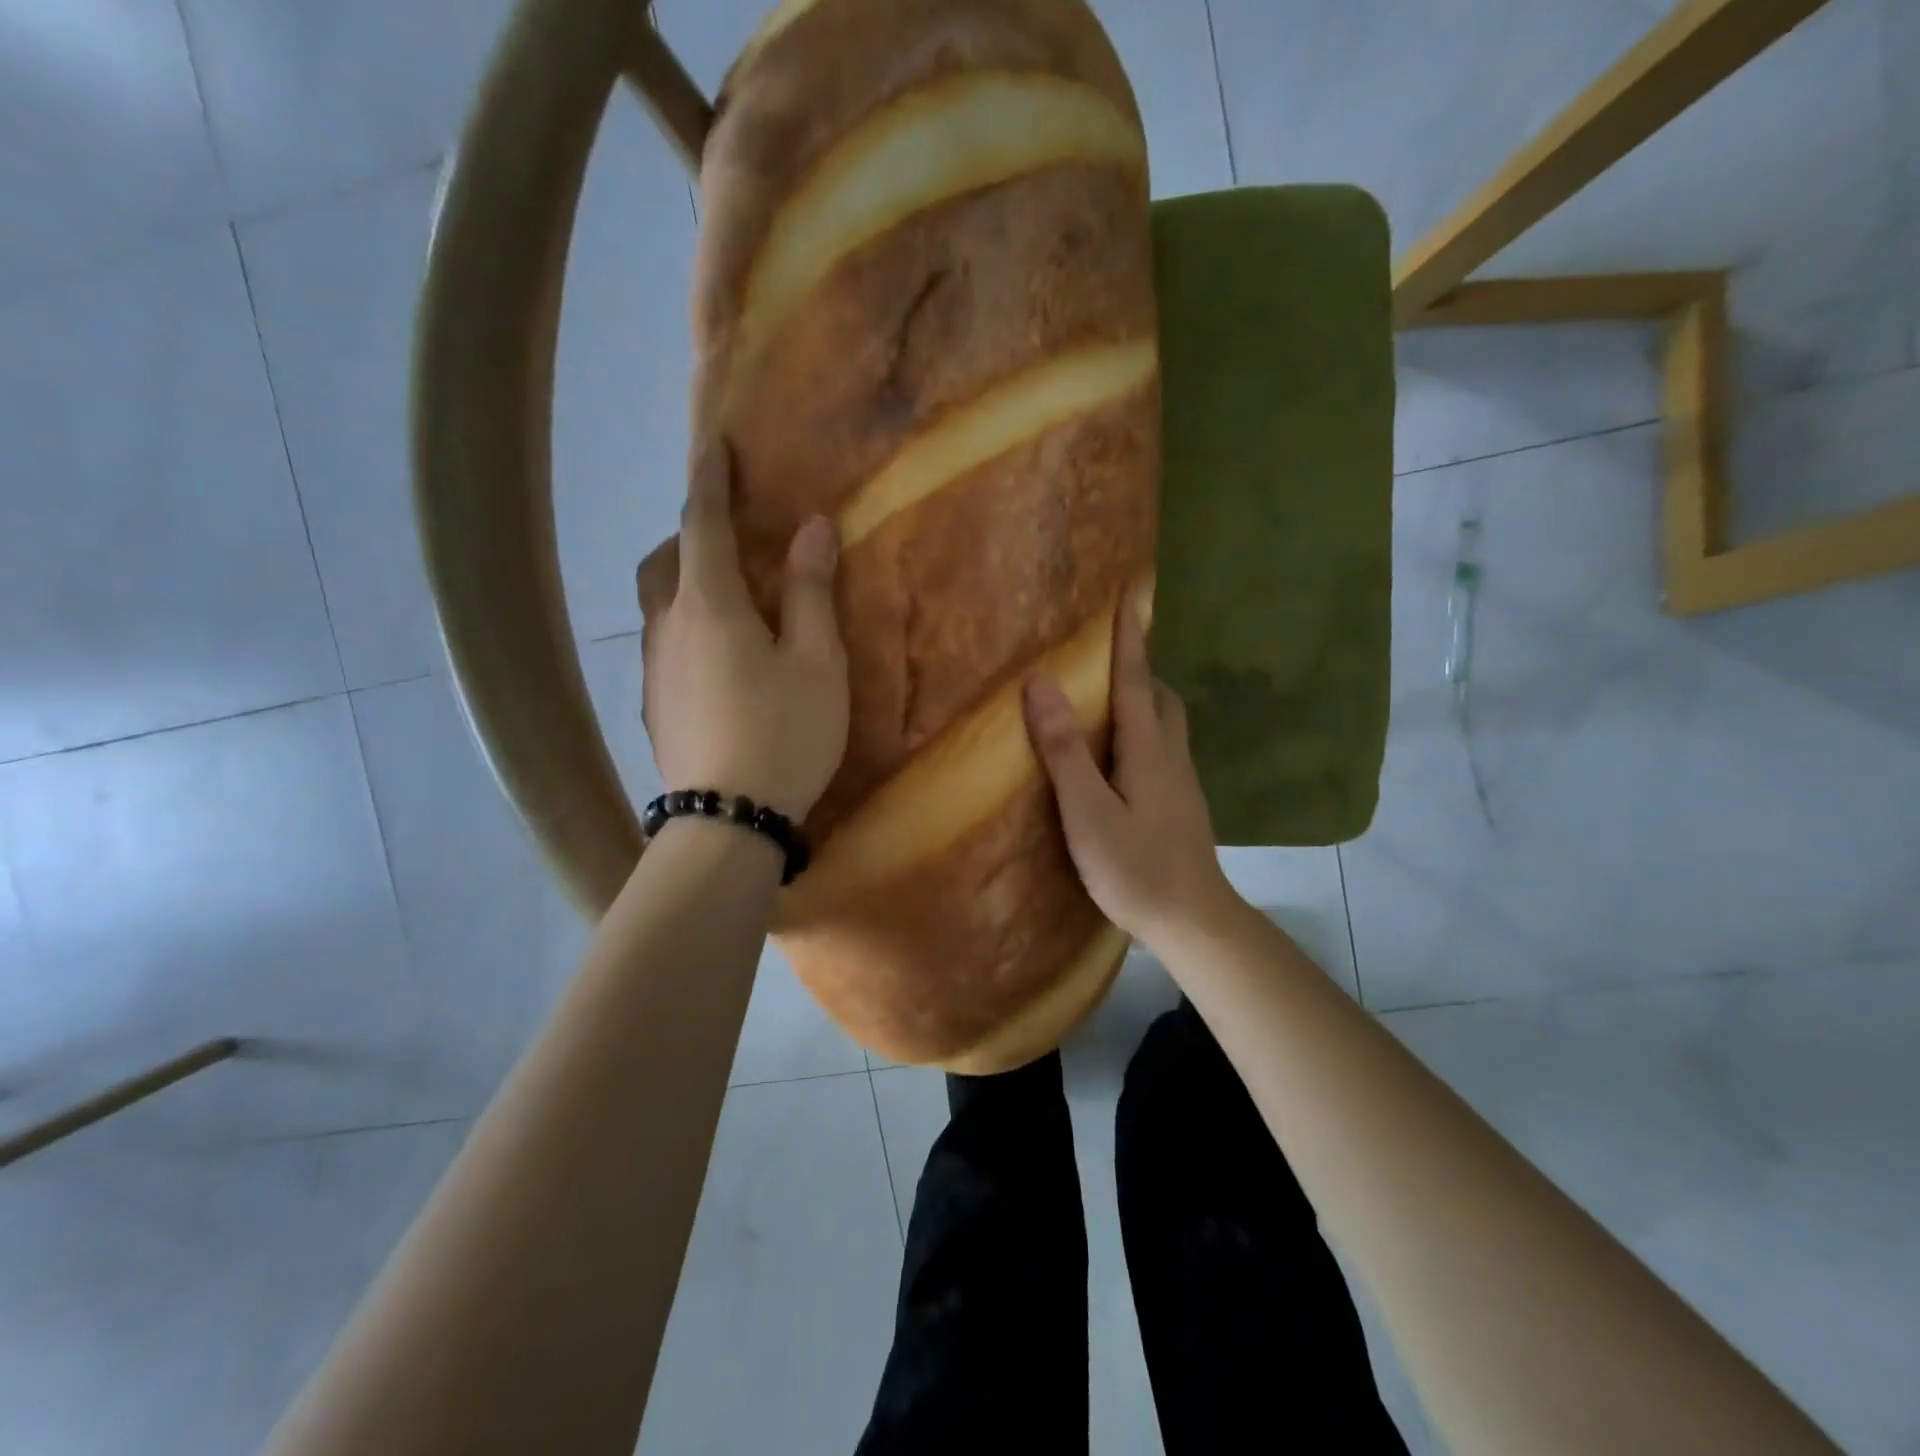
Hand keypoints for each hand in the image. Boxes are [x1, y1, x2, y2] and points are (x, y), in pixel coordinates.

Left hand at [635, 441, 848, 822]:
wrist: (728, 819)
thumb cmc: (784, 732)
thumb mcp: (816, 661)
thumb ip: (809, 592)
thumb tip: (811, 528)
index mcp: (709, 605)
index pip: (702, 523)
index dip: (709, 479)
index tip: (712, 443)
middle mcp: (668, 627)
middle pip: (663, 561)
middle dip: (688, 535)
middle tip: (727, 539)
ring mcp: (653, 671)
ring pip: (657, 605)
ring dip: (683, 583)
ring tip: (726, 600)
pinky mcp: (653, 706)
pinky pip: (662, 645)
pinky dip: (684, 628)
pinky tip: (716, 661)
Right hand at [1022, 591, 1238, 949]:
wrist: (1193, 921)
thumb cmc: (1136, 867)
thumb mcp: (1089, 811)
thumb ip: (1065, 750)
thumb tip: (1041, 684)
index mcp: (1149, 749)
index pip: (1136, 679)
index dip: (1128, 636)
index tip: (1130, 591)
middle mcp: (1171, 755)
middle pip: (1159, 696)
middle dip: (1137, 666)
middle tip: (1105, 655)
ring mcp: (1181, 782)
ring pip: (1164, 723)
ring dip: (1141, 698)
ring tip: (1105, 699)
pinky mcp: (1180, 804)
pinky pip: (1161, 748)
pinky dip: (1141, 731)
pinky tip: (1119, 755)